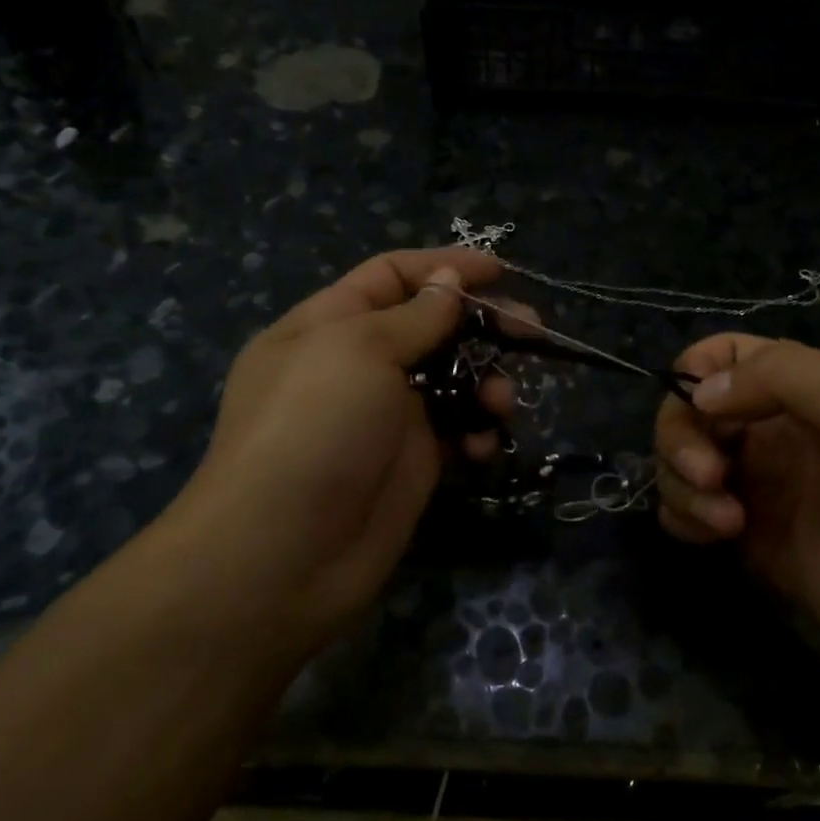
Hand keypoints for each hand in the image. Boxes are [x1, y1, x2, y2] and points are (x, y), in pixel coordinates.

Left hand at [166, 247, 511, 662]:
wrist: (287, 552)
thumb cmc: (314, 428)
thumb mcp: (358, 350)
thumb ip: (414, 316)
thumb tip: (447, 281)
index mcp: (328, 326)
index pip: (390, 276)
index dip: (442, 268)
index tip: (500, 271)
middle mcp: (357, 367)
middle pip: (431, 328)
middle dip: (481, 325)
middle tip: (531, 332)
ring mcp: (387, 418)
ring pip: (452, 382)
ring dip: (487, 383)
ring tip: (502, 403)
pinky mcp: (412, 464)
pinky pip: (457, 433)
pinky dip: (476, 433)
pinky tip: (483, 447)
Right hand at [655, 336, 819, 682]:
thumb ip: (788, 379)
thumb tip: (702, 393)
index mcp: (805, 391)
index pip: (724, 355)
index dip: (696, 372)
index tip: (702, 410)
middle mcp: (771, 431)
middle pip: (688, 410)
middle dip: (681, 438)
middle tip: (710, 477)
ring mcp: (755, 485)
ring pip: (679, 462)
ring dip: (681, 485)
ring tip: (728, 523)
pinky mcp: (745, 537)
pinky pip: (685, 512)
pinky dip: (683, 518)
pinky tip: (717, 537)